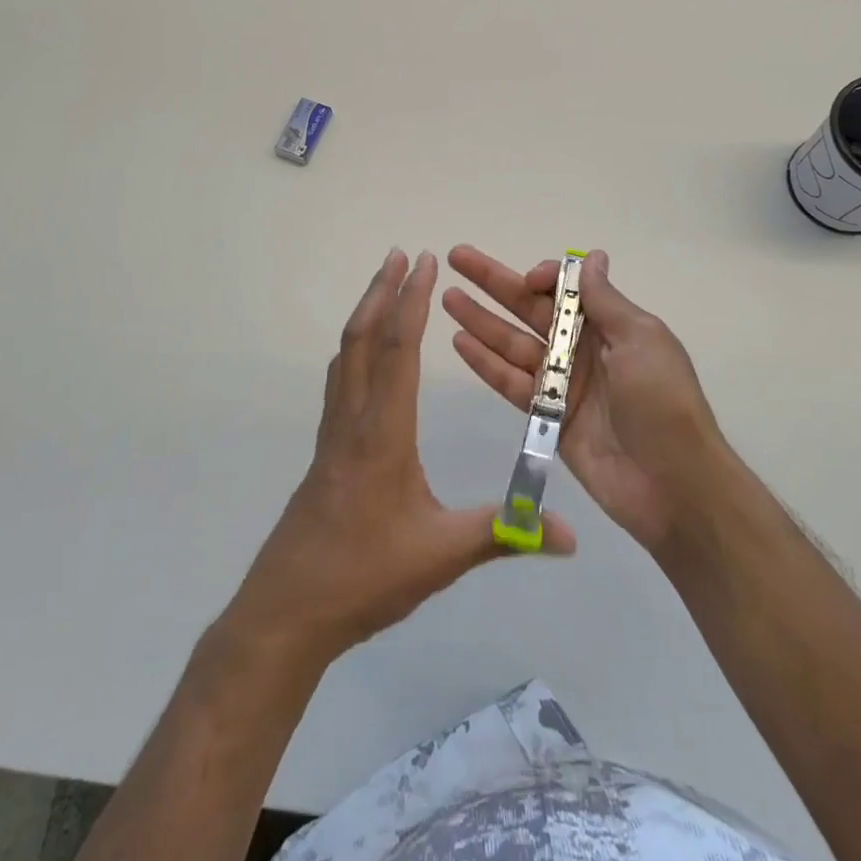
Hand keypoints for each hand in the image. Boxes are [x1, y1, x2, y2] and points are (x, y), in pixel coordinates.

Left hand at [226, 250, 574, 670]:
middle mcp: (353, 417)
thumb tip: (570, 534)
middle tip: (400, 253)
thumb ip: (504, 535)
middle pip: (363, 337)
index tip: (424, 262)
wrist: (290, 607)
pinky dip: (356, 346)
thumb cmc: (366, 575)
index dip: (412, 300)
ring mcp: (333, 431)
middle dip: (382, 290)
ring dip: (365, 313)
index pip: (398, 349)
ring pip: (346, 354)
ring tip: (383, 286)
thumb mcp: (441, 556)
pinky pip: (340, 378)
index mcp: (383, 431)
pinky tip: (365, 355)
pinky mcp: (325, 447)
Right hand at [445, 247, 728, 556]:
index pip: (565, 290)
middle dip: (494, 282)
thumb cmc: (663, 403)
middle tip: (456, 257)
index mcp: (610, 326)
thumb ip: (605, 300)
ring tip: (447, 298)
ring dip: (480, 319)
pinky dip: (485, 362)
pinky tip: (459, 342)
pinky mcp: (547, 416)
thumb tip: (591, 256)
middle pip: (529, 308)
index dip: (542, 277)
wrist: (674, 487)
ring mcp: (562, 383)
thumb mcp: (642, 340)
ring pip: (512, 342)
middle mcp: (581, 349)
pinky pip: (510, 382)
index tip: (528, 280)